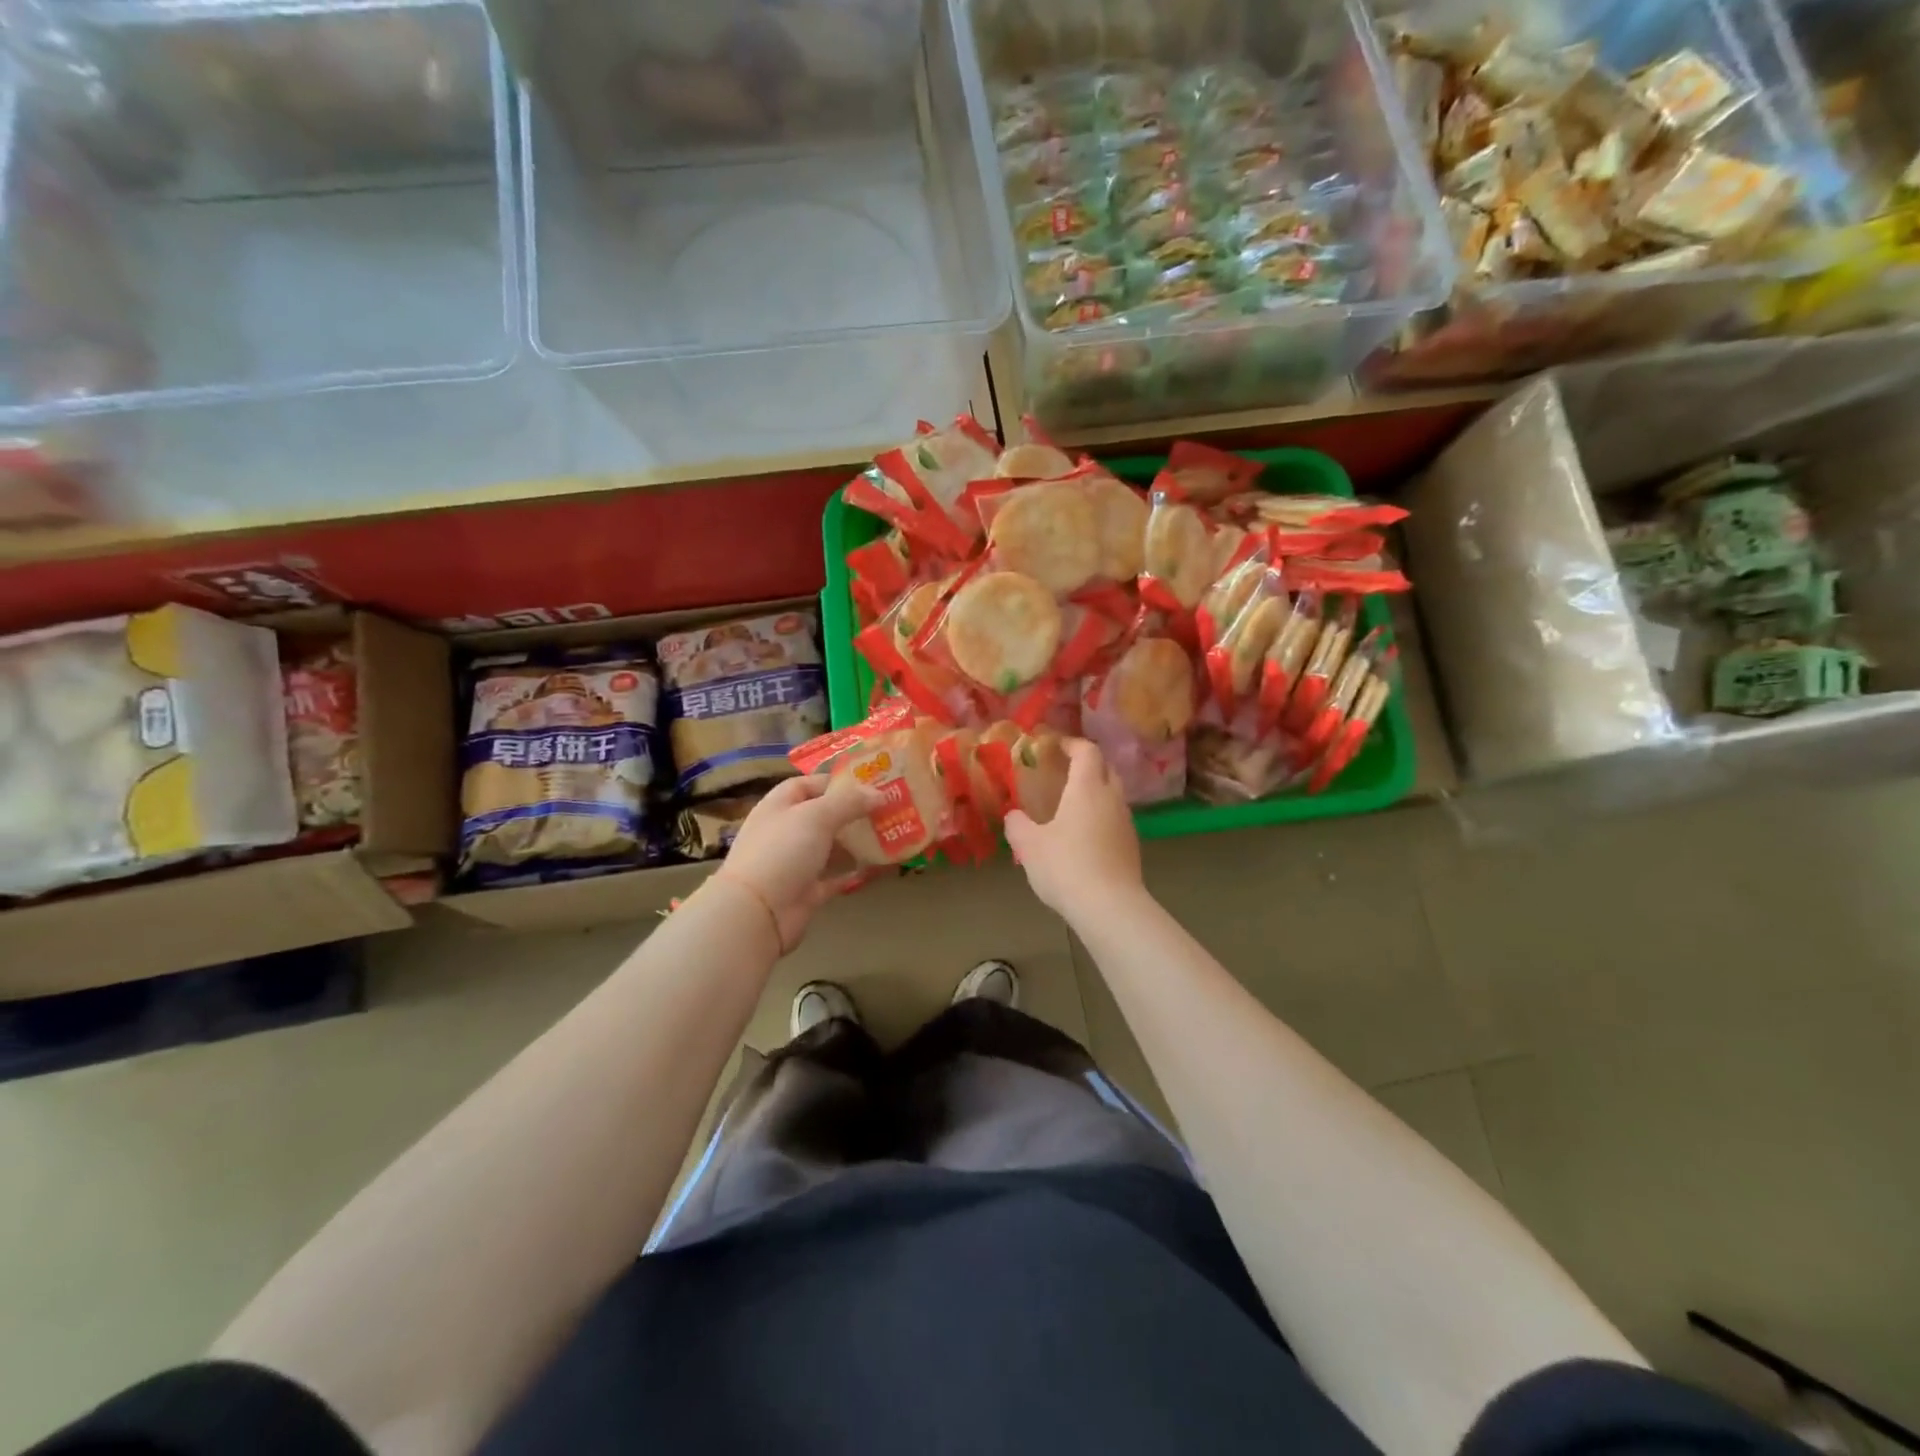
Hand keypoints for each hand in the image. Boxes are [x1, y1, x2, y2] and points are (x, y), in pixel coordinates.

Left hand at [713, 774, 883, 952]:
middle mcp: (787, 831)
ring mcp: (796, 863)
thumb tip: (879, 793)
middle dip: (853, 812)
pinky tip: (879, 865)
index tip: (869, 784)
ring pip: (832, 846)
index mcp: (780, 806)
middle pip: (823, 815)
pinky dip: (855, 871)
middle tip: (888, 808)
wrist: (757, 912)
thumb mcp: (817, 816)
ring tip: (890, 833)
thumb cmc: (783, 851)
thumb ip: (849, 802)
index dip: (836, 782)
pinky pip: (836, 876)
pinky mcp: (807, 891)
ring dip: (857, 841)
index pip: (808, 785)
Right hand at [1003, 738, 1143, 920]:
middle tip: (1062, 771)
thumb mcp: (1029, 846)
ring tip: (1070, 804)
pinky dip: (1101, 816)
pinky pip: (1115, 818)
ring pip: (1113, 794)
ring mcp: (1126, 822)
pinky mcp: (1132, 846)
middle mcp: (1112, 798)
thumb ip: (1018, 825)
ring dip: (1095, 791)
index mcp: (1087, 788)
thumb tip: (1013, 815)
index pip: (1086, 751)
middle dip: (1086, 764)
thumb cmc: (1066, 866)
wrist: (1109, 907)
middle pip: (1105, 768)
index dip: (1071, 744)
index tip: (1054, 746)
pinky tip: (1083, 835)